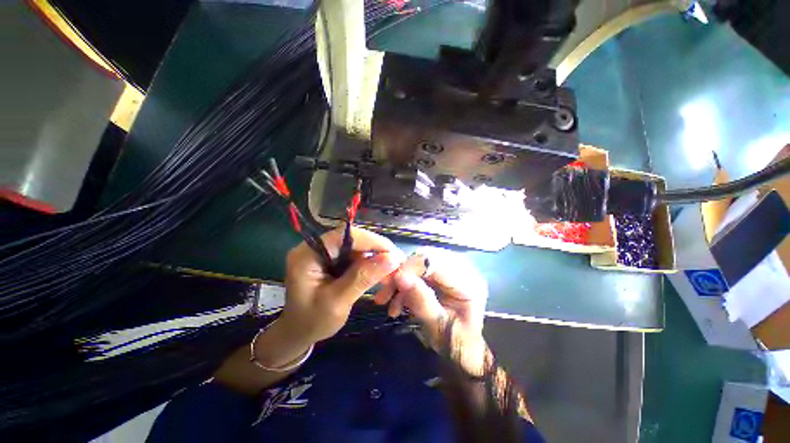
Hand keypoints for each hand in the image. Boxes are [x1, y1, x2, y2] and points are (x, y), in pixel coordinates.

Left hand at [278, 227, 404, 346]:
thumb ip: (363, 277)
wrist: (298, 333)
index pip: (344, 236)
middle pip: (351, 239)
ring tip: (388, 270)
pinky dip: (367, 262)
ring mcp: (322, 252)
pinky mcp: (330, 258)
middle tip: (395, 263)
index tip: (393, 253)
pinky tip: (377, 272)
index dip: (371, 241)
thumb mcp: (338, 302)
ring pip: (355, 246)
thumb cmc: (313, 322)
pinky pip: (353, 254)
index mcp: (307, 255)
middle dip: (374, 249)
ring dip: (373, 257)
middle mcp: (314, 247)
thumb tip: (393, 258)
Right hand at [373, 249, 488, 373]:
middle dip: (403, 272)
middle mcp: (462, 268)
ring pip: (419, 262)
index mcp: (468, 281)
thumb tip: (400, 277)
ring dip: (401, 280)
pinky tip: (397, 303)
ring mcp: (452, 269)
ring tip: (389, 302)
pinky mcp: (442, 274)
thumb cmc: (457, 345)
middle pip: (426, 257)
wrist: (465, 351)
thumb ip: (421, 301)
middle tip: (385, 292)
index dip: (411, 267)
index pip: (436, 261)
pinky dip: (405, 285)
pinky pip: (418, 271)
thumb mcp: (438, 327)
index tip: (391, 282)